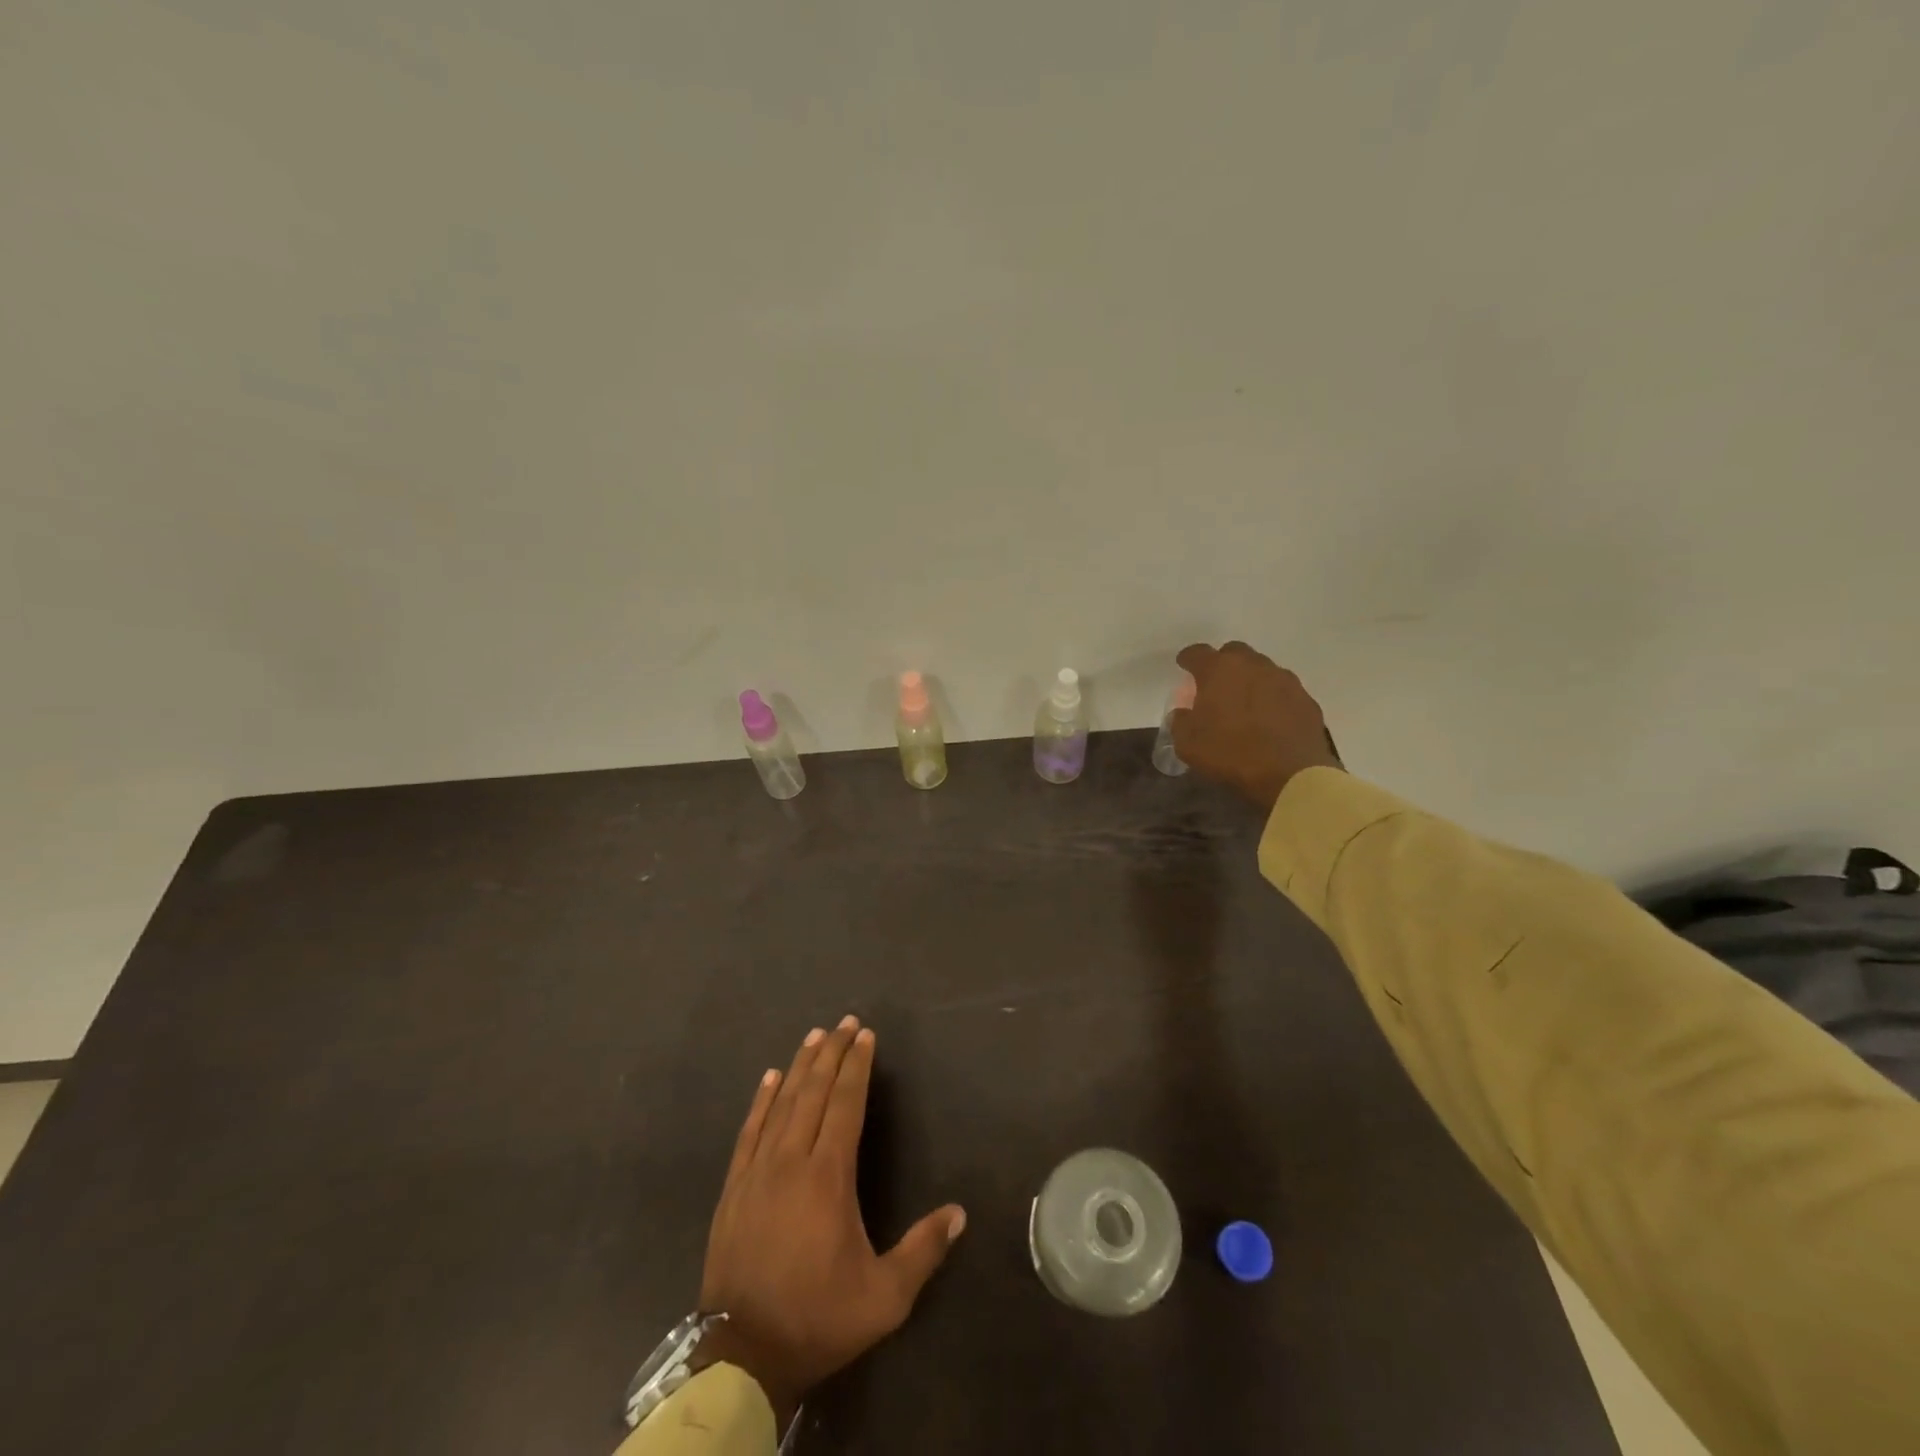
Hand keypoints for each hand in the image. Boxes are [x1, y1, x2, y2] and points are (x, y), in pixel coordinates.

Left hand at [695, 1016, 965, 1426]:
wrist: (741, 1354)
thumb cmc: (818, 1318)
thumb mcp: (884, 1297)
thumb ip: (923, 1250)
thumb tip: (960, 1213)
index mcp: (828, 1176)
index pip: (845, 1105)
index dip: (857, 1067)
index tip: (866, 1036)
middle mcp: (791, 1161)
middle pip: (814, 1093)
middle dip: (832, 1054)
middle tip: (845, 1021)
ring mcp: (757, 1171)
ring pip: (782, 1103)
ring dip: (801, 1066)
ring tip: (815, 1035)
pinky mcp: (734, 1187)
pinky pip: (749, 1130)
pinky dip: (762, 1099)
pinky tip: (770, 1078)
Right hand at [1171, 641, 1342, 811]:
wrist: (1290, 774)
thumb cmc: (1231, 753)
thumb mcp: (1187, 743)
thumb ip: (1180, 722)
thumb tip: (1184, 714)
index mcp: (1219, 670)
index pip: (1197, 652)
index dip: (1188, 659)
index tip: (1183, 666)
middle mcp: (1253, 665)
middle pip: (1234, 653)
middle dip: (1223, 664)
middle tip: (1216, 685)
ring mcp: (1284, 680)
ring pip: (1262, 670)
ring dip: (1250, 680)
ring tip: (1244, 704)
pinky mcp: (1306, 699)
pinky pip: (1283, 691)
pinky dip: (1273, 699)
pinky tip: (1270, 720)